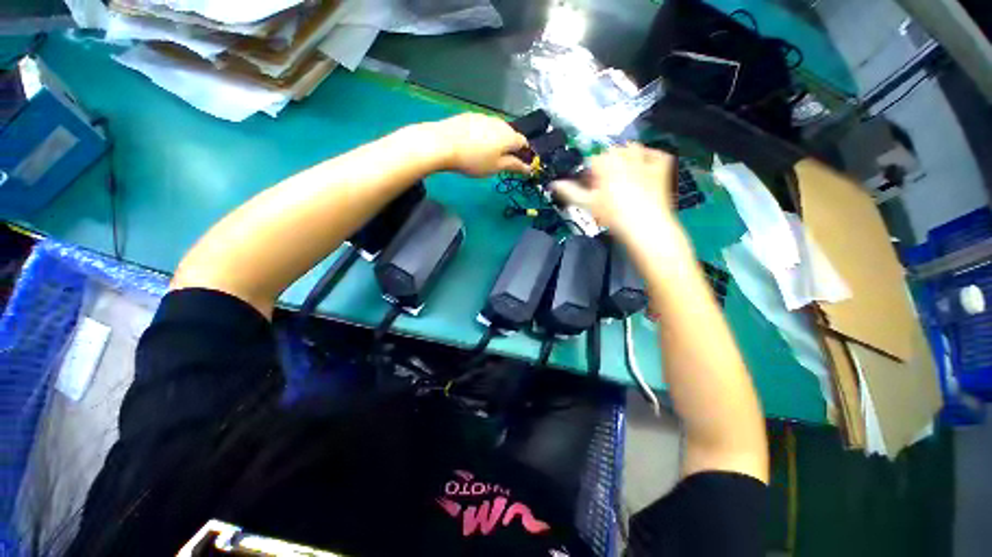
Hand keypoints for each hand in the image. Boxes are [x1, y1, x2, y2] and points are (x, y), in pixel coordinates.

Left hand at [432, 113, 530, 176]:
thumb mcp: (496, 167)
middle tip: (501, 162)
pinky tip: (473, 145)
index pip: (524, 142)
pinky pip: (483, 127)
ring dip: (496, 141)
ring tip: (486, 154)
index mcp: (509, 136)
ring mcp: (484, 117)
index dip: (524, 154)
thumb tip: (529, 168)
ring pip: (496, 130)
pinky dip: (483, 136)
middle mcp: (500, 122)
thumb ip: (514, 166)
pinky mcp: (470, 116)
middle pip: (510, 135)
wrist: (443, 143)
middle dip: (510, 147)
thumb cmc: (474, 160)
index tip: (519, 164)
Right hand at [553, 144, 676, 238]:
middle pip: (612, 151)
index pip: (593, 158)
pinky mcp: (661, 167)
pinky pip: (655, 154)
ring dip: (625, 157)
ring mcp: (644, 160)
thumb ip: (569, 191)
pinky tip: (643, 168)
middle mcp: (624, 156)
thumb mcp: (587, 204)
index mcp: (605, 162)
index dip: (589, 171)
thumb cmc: (613, 215)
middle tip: (605, 183)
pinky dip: (649, 157)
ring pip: (632, 148)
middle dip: (607, 164)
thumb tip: (554, 185)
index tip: (590, 183)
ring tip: (623, 175)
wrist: (644, 226)